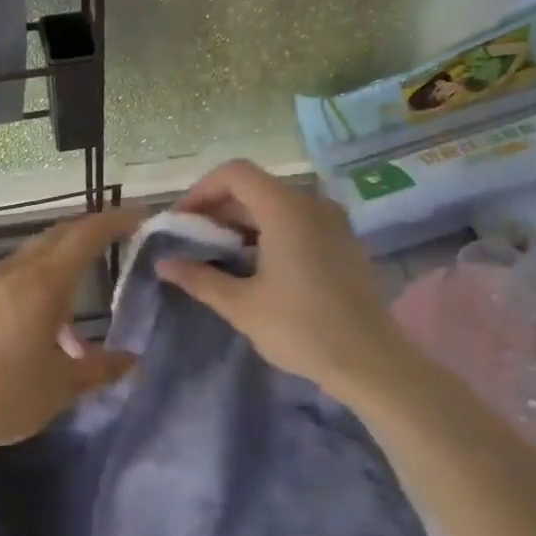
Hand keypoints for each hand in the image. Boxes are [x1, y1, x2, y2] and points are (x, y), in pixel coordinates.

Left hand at [0, 207, 145, 463]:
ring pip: (31, 257)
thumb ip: (100, 368)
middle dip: (88, 232)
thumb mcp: (61, 386)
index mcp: (43, 284)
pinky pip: (11, 277)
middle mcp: (13, 272)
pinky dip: (35, 283)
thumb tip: (132, 360)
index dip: (115, 221)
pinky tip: (39, 324)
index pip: (86, 236)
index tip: (140, 215)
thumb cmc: (3, 396)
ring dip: (60, 262)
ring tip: (79, 299)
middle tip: (116, 238)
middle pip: (57, 237)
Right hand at [158, 160, 420, 401]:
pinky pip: (296, 221)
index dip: (201, 190)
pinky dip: (268, 232)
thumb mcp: (241, 305)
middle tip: (192, 241)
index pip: (234, 173)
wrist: (371, 362)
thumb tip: (163, 264)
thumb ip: (199, 278)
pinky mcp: (342, 241)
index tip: (181, 221)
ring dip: (241, 223)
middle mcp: (311, 204)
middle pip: (254, 188)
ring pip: (275, 205)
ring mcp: (332, 221)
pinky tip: (254, 266)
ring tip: (217, 256)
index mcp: (285, 209)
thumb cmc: (301, 329)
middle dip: (217, 209)